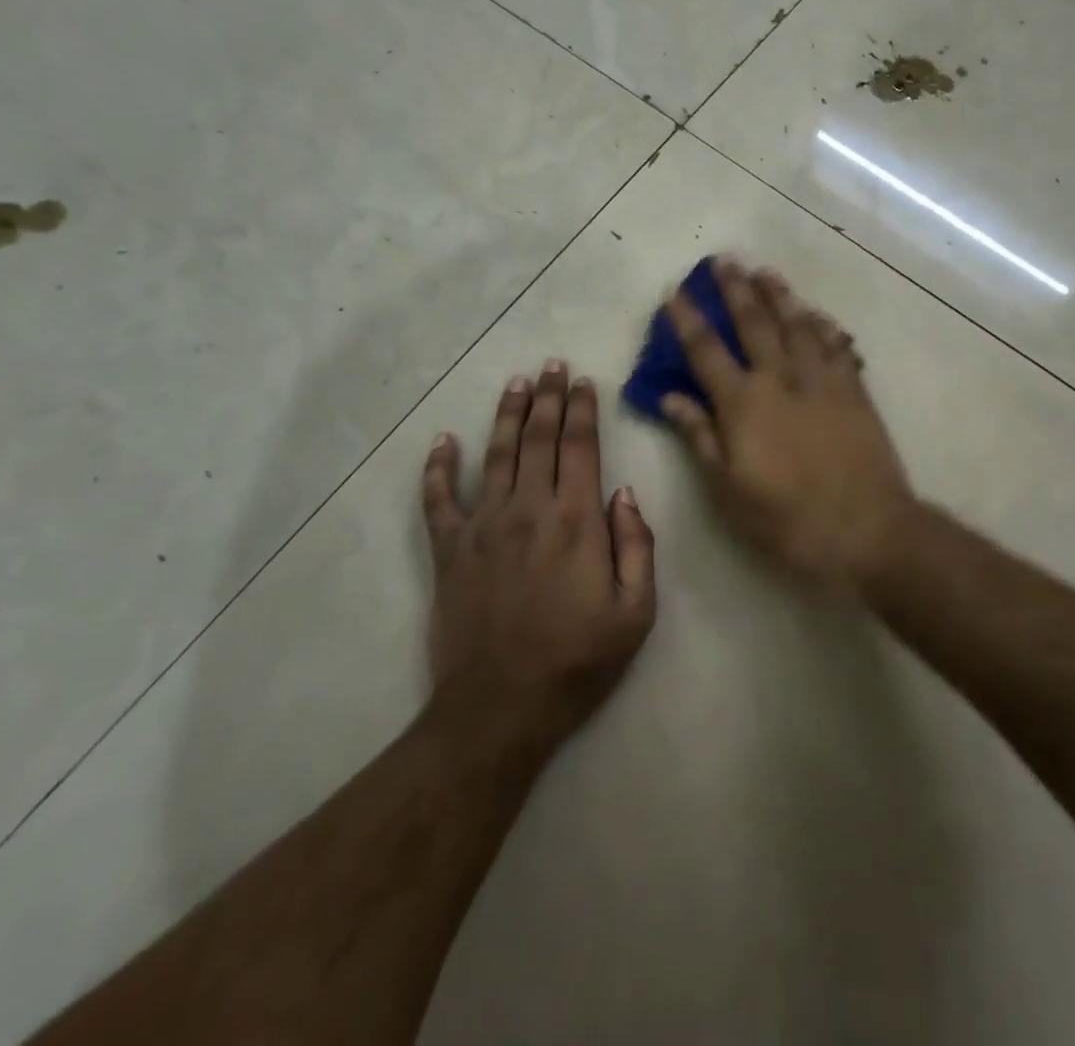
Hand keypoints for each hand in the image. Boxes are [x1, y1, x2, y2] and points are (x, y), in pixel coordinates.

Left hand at [422, 362, 655, 750]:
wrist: (501, 708)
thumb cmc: (577, 661)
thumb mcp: (635, 612)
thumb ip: (637, 546)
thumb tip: (624, 493)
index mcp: (576, 520)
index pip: (580, 447)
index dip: (582, 409)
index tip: (582, 382)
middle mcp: (528, 509)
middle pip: (538, 439)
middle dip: (548, 398)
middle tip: (551, 366)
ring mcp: (483, 526)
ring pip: (495, 455)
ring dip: (506, 415)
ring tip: (515, 384)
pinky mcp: (449, 550)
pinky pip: (438, 499)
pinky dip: (438, 468)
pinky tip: (442, 440)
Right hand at [661, 260, 916, 594]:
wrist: (866, 529)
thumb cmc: (786, 518)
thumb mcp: (728, 489)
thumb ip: (700, 436)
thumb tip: (670, 397)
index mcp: (743, 403)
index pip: (706, 350)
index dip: (687, 318)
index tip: (674, 290)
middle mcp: (780, 378)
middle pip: (754, 322)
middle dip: (736, 289)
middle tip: (724, 259)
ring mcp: (822, 380)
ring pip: (798, 324)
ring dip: (779, 295)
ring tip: (765, 272)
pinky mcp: (854, 389)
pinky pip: (837, 345)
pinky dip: (824, 325)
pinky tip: (817, 314)